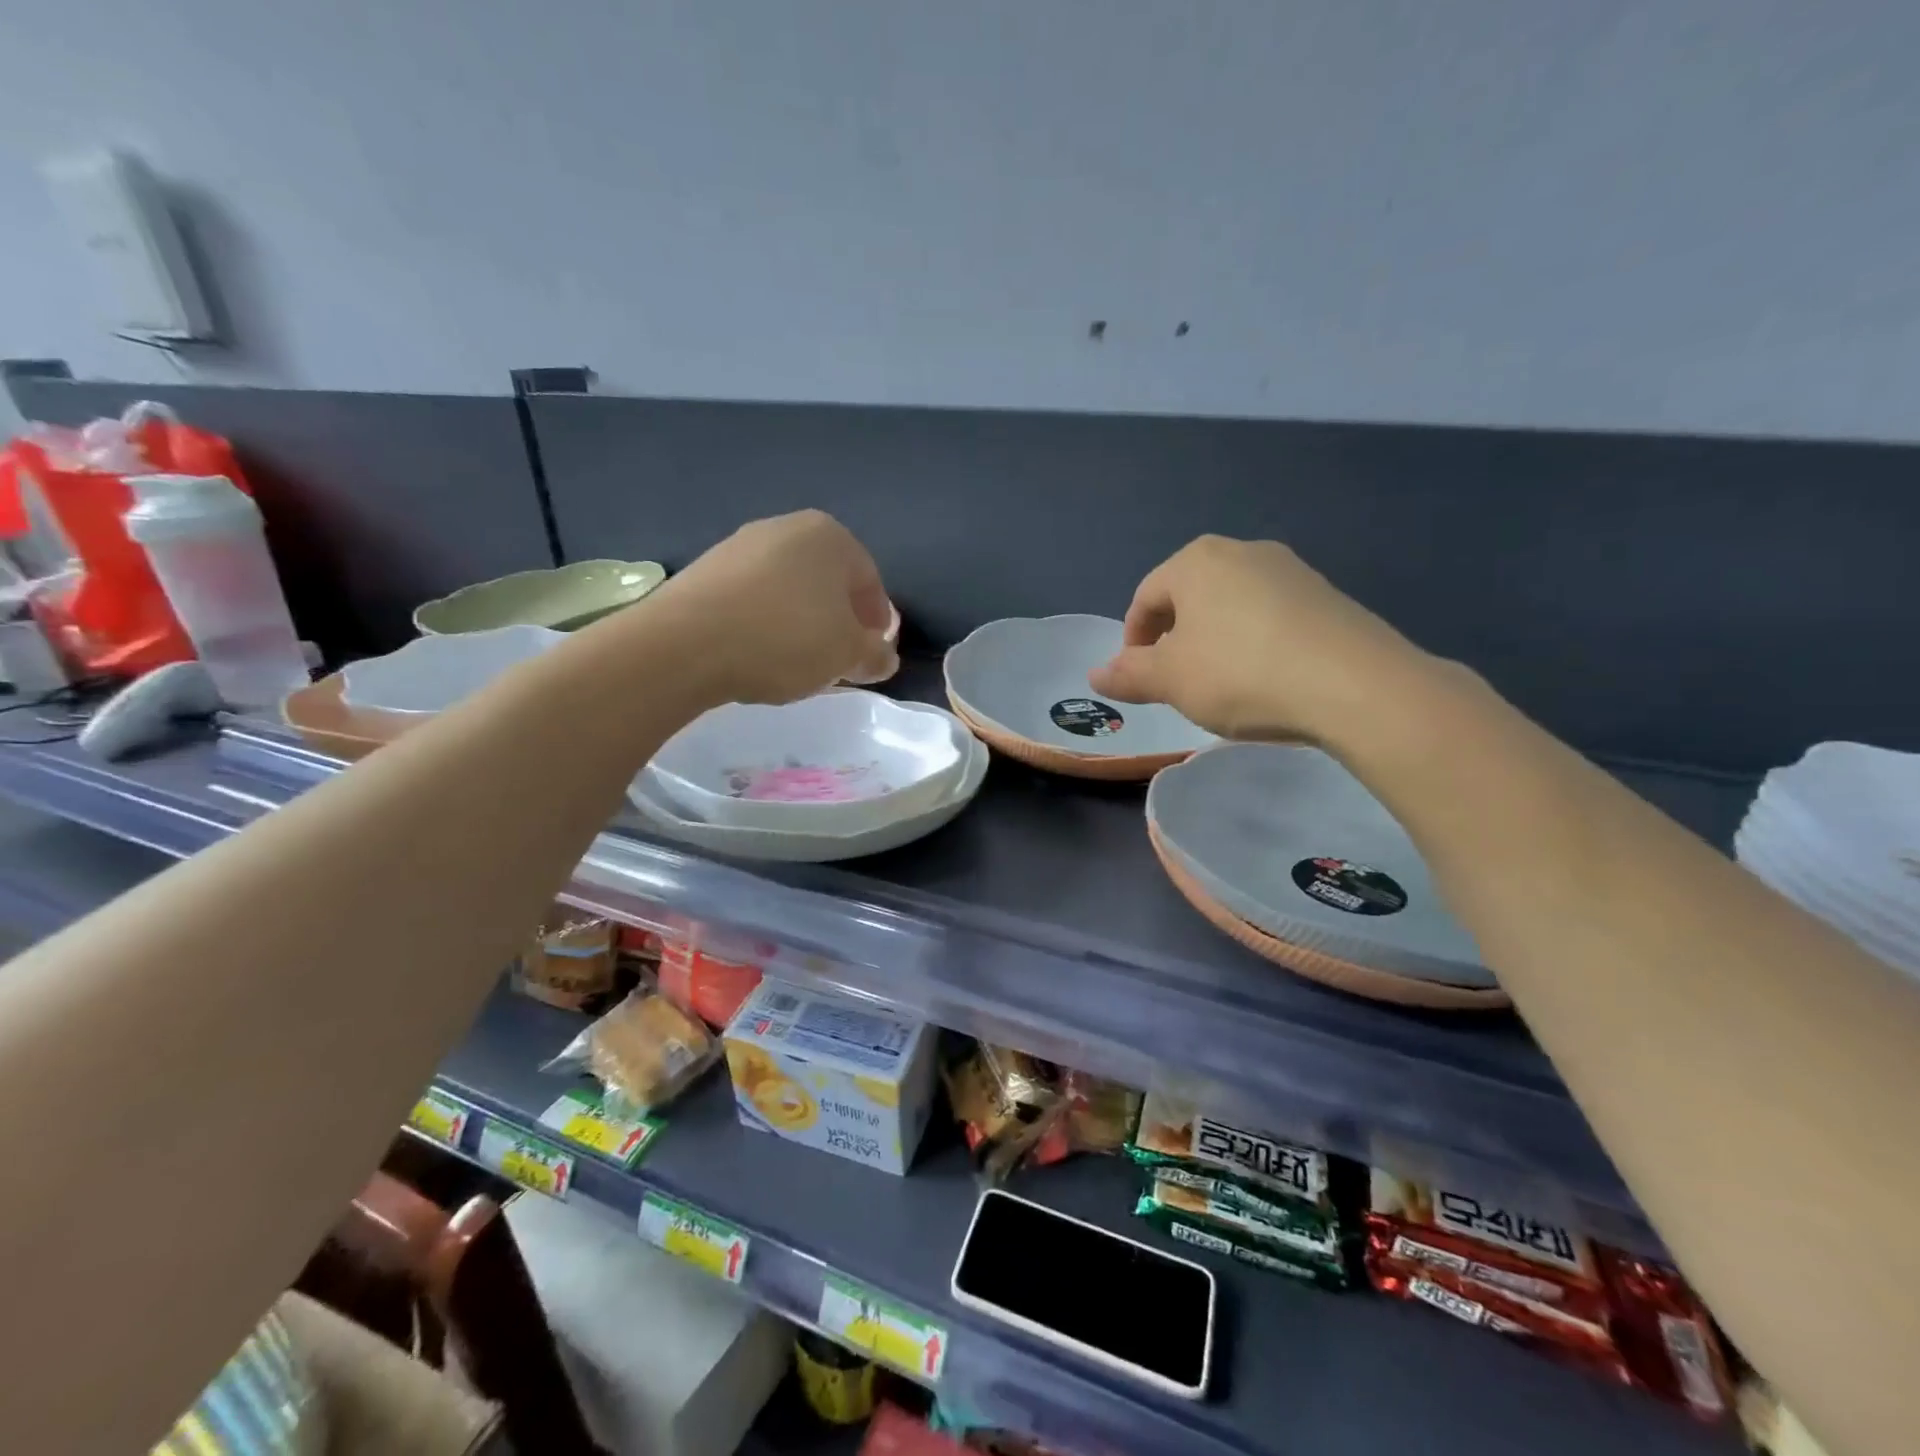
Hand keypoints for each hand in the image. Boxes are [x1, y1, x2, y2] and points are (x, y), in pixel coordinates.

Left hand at [646, 510, 897, 704]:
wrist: (685, 644)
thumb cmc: (786, 639)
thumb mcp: (847, 655)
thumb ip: (875, 655)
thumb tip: (883, 657)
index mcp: (831, 537)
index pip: (870, 582)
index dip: (876, 624)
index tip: (870, 656)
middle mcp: (787, 528)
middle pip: (828, 582)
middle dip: (838, 621)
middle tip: (836, 661)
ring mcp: (741, 545)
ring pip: (790, 590)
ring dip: (801, 623)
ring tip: (795, 662)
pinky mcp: (707, 569)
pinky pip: (753, 598)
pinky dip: (765, 622)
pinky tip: (758, 653)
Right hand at [1088, 535, 1438, 743]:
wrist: (1353, 684)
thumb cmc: (1240, 673)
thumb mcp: (1171, 680)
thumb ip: (1129, 675)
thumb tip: (1096, 675)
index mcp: (1196, 561)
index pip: (1146, 597)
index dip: (1133, 640)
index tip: (1139, 678)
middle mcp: (1242, 551)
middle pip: (1189, 597)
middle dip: (1174, 639)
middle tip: (1175, 682)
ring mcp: (1290, 570)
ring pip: (1231, 606)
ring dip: (1214, 641)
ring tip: (1220, 684)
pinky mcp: (1326, 595)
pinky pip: (1271, 616)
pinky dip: (1254, 643)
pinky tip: (1264, 678)